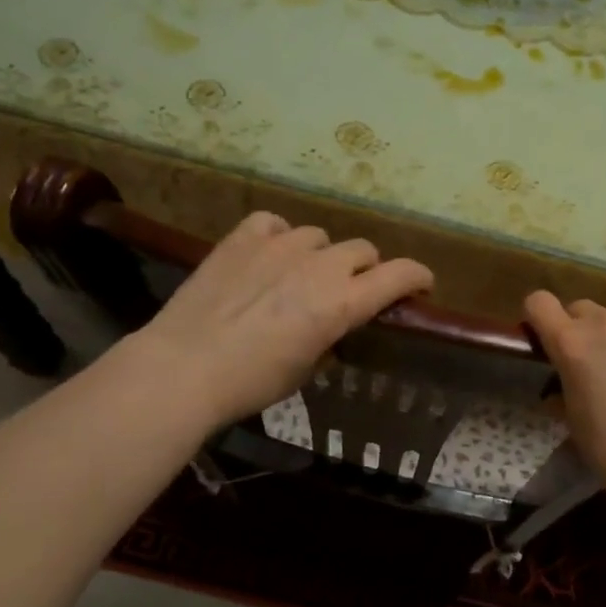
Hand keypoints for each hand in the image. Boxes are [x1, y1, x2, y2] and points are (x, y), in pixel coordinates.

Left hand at [132, 212, 432, 430]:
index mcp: (342, 303)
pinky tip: (267, 255)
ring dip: (320, 255)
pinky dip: (279, 237)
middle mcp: (320, 266)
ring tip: (299, 274)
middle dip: (365, 270)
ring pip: (320, 236)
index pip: (400, 274)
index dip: (418, 277)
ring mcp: (281, 245)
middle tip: (348, 291)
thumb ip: (329, 338)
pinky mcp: (245, 237)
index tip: (422, 285)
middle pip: (363, 250)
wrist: (183, 367)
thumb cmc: (251, 382)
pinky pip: (275, 224)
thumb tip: (331, 326)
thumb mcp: (304, 370)